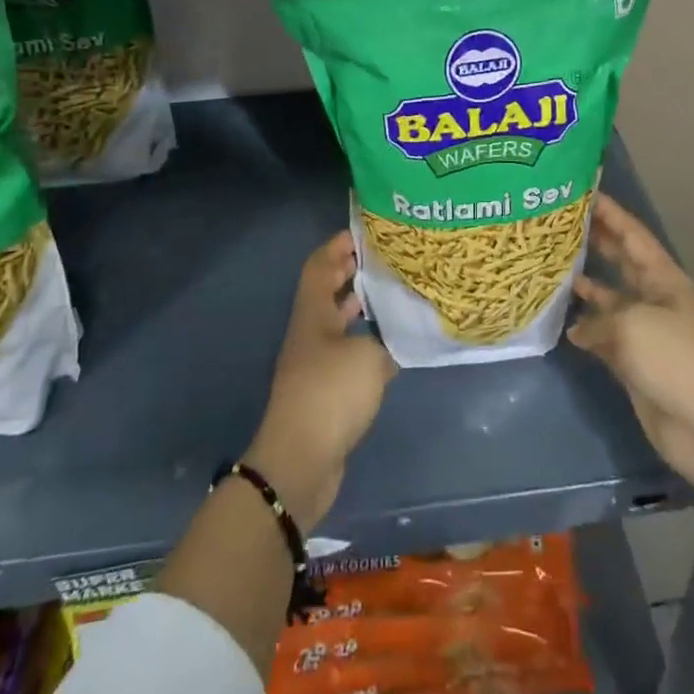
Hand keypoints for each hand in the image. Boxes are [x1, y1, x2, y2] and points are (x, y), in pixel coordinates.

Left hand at [246, 230, 396, 527]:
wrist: (301, 461)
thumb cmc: (331, 394)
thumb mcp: (368, 357)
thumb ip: (384, 339)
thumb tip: (390, 340)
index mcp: (312, 314)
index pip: (319, 265)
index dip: (337, 245)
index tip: (364, 232)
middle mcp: (310, 332)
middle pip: (327, 291)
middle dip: (351, 272)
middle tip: (385, 259)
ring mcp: (315, 363)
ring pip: (338, 323)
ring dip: (360, 307)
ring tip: (392, 295)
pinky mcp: (325, 391)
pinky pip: (346, 353)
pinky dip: (366, 343)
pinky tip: (391, 346)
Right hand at [568, 195, 693, 493]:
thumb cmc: (674, 360)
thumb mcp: (632, 325)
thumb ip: (599, 317)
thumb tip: (579, 328)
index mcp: (664, 279)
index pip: (633, 235)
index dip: (611, 213)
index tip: (583, 192)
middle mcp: (654, 298)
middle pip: (622, 262)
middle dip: (596, 243)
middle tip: (560, 224)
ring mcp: (645, 331)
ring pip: (611, 299)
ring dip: (586, 285)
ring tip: (553, 267)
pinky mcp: (635, 362)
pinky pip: (606, 336)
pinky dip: (586, 329)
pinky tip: (562, 322)